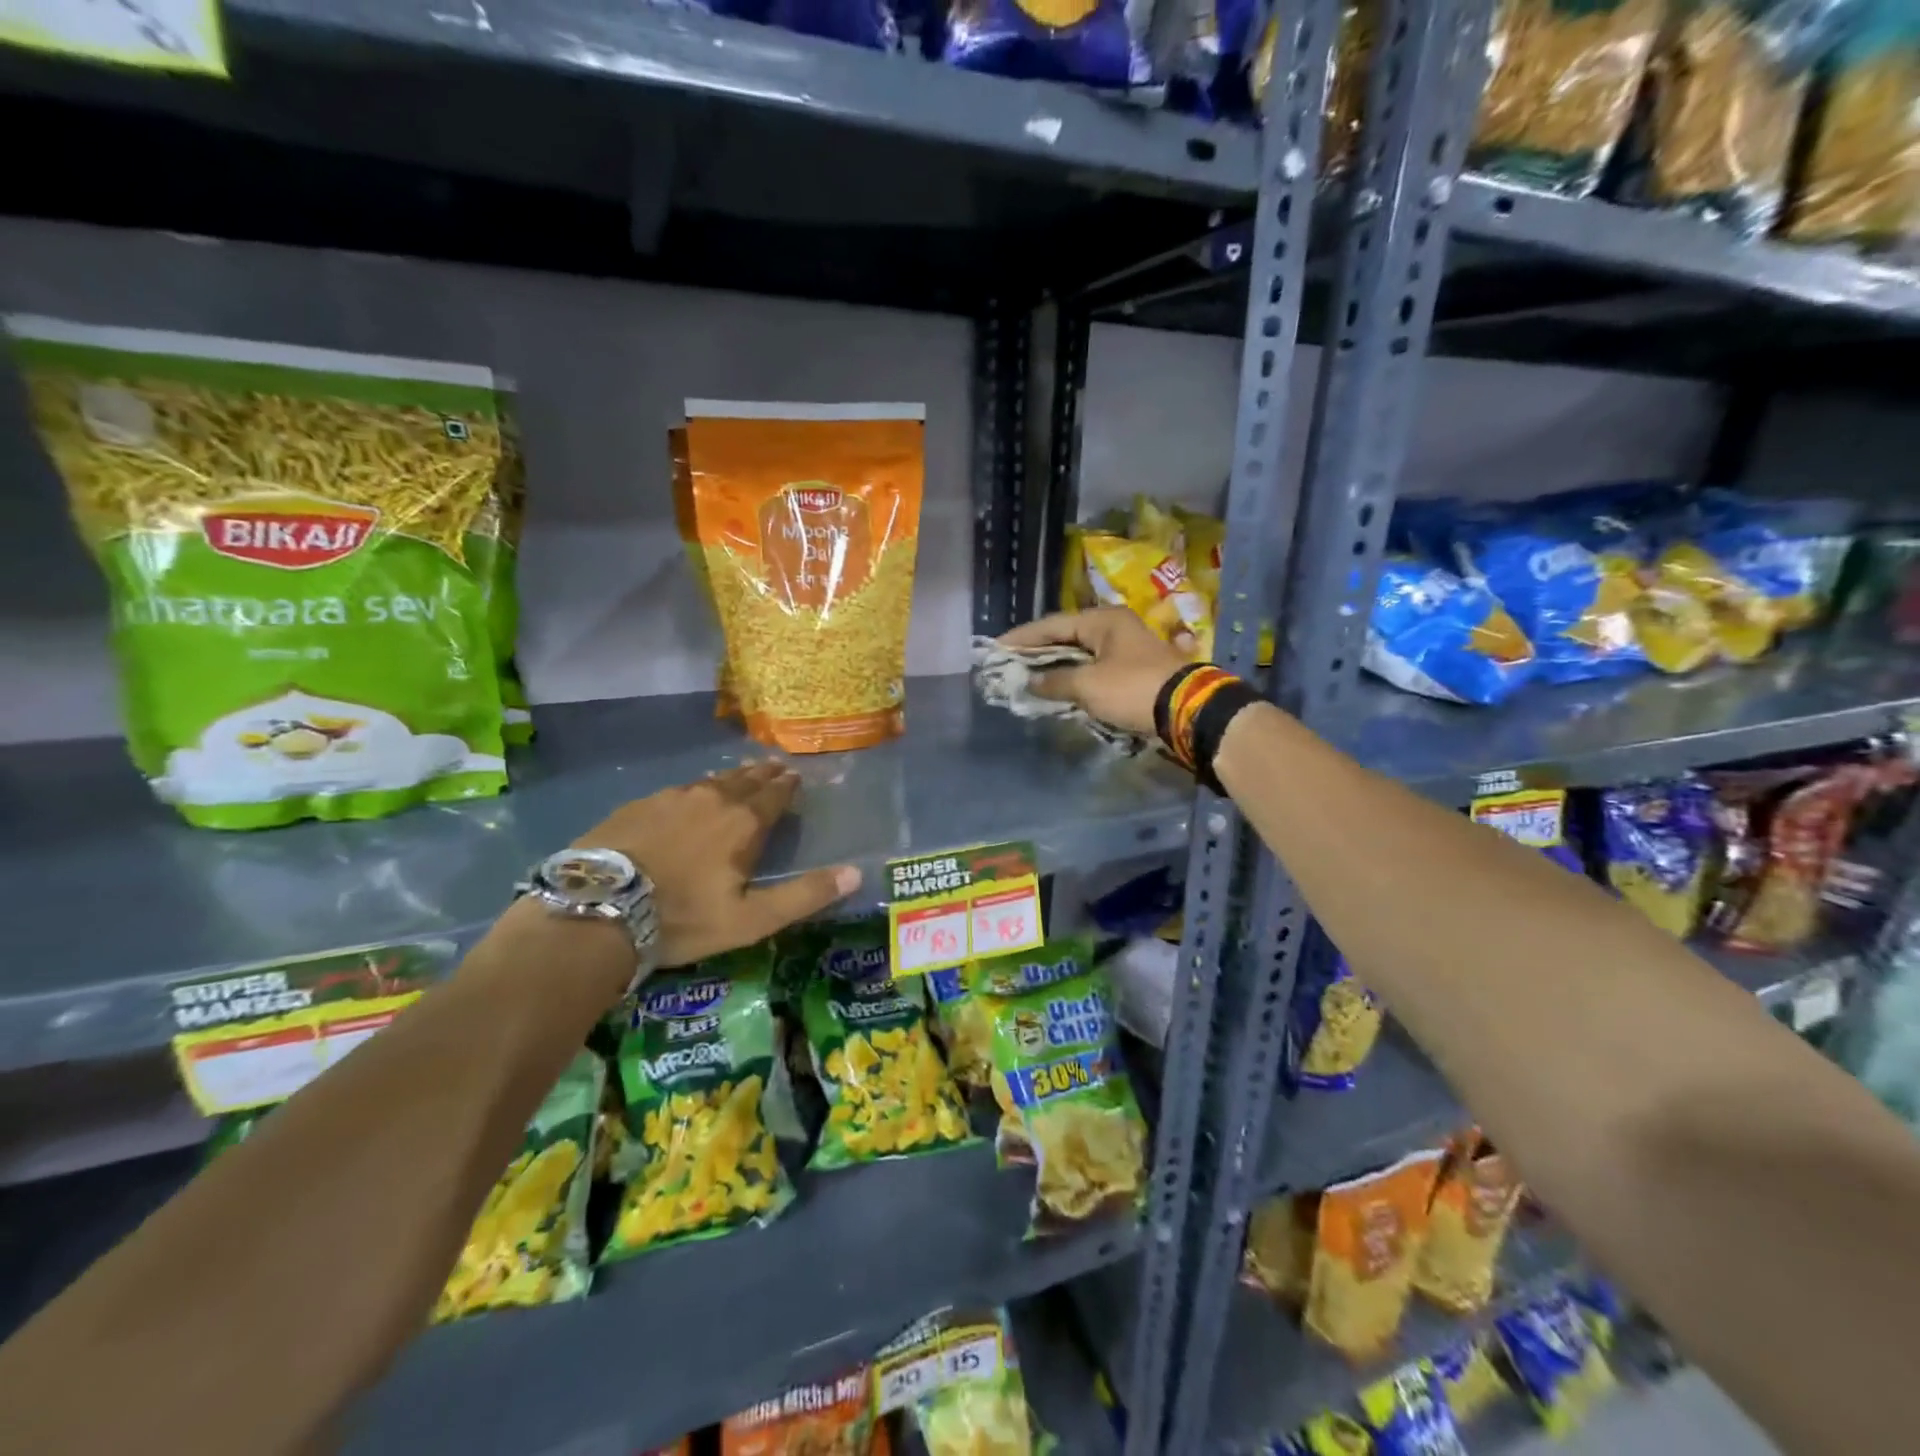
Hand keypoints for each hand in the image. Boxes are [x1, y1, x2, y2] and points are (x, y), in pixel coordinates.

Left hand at [576, 762, 859, 968]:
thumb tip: (857, 873)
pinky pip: (678, 788)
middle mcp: (712, 799)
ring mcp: (671, 798)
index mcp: (743, 823)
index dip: (787, 786)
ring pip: (710, 781)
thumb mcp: (751, 919)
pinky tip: (690, 793)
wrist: (599, 909)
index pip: (774, 795)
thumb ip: (804, 895)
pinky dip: (695, 787)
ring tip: (739, 773)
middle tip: (774, 765)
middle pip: (745, 780)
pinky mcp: (639, 805)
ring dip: (730, 777)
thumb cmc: (683, 918)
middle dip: (763, 773)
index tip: (796, 775)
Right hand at [999, 608, 1189, 737]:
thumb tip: (1030, 682)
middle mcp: (1114, 628)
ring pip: (1080, 655)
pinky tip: (1058, 688)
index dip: (1022, 638)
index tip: (996, 648)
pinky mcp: (1134, 671)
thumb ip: (1054, 681)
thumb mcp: (1088, 686)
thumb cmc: (1133, 689)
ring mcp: (1126, 649)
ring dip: (1055, 667)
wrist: (1189, 710)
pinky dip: (1074, 678)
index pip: (1051, 625)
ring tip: (1028, 677)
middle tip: (1009, 663)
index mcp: (1102, 620)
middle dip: (1037, 652)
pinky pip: (1094, 670)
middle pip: (1066, 637)